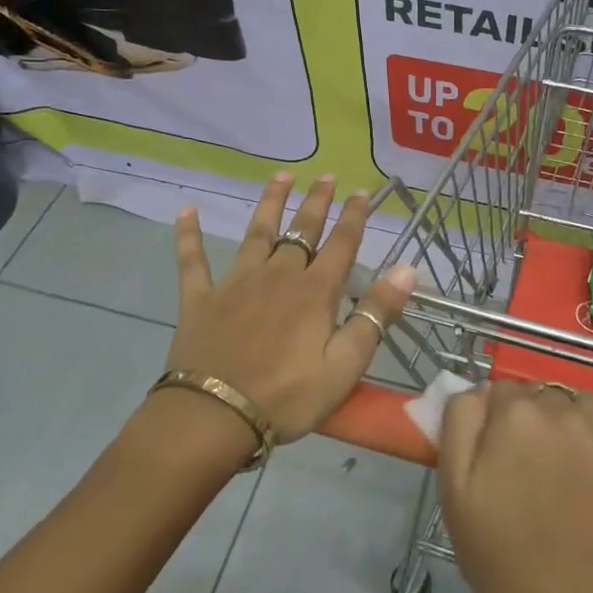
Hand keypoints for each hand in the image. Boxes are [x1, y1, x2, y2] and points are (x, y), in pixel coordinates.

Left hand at [165, 173, 415, 441]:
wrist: (213, 417)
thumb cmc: (287, 397)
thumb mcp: (345, 365)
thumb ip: (376, 315)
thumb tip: (407, 269)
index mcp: (315, 292)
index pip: (341, 244)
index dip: (354, 216)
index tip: (362, 191)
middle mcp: (278, 275)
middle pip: (301, 230)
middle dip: (317, 202)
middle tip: (326, 175)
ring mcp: (236, 283)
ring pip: (257, 233)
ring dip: (270, 203)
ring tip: (281, 177)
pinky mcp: (200, 299)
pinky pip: (193, 261)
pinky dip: (189, 235)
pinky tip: (186, 211)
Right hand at [438, 380, 592, 592]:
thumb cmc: (500, 554)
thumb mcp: (453, 488)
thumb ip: (460, 422)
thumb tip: (481, 389)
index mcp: (514, 415)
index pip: (503, 391)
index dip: (499, 420)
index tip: (501, 453)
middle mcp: (562, 410)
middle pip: (545, 395)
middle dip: (537, 420)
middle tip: (535, 467)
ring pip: (586, 403)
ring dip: (578, 422)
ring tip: (575, 466)